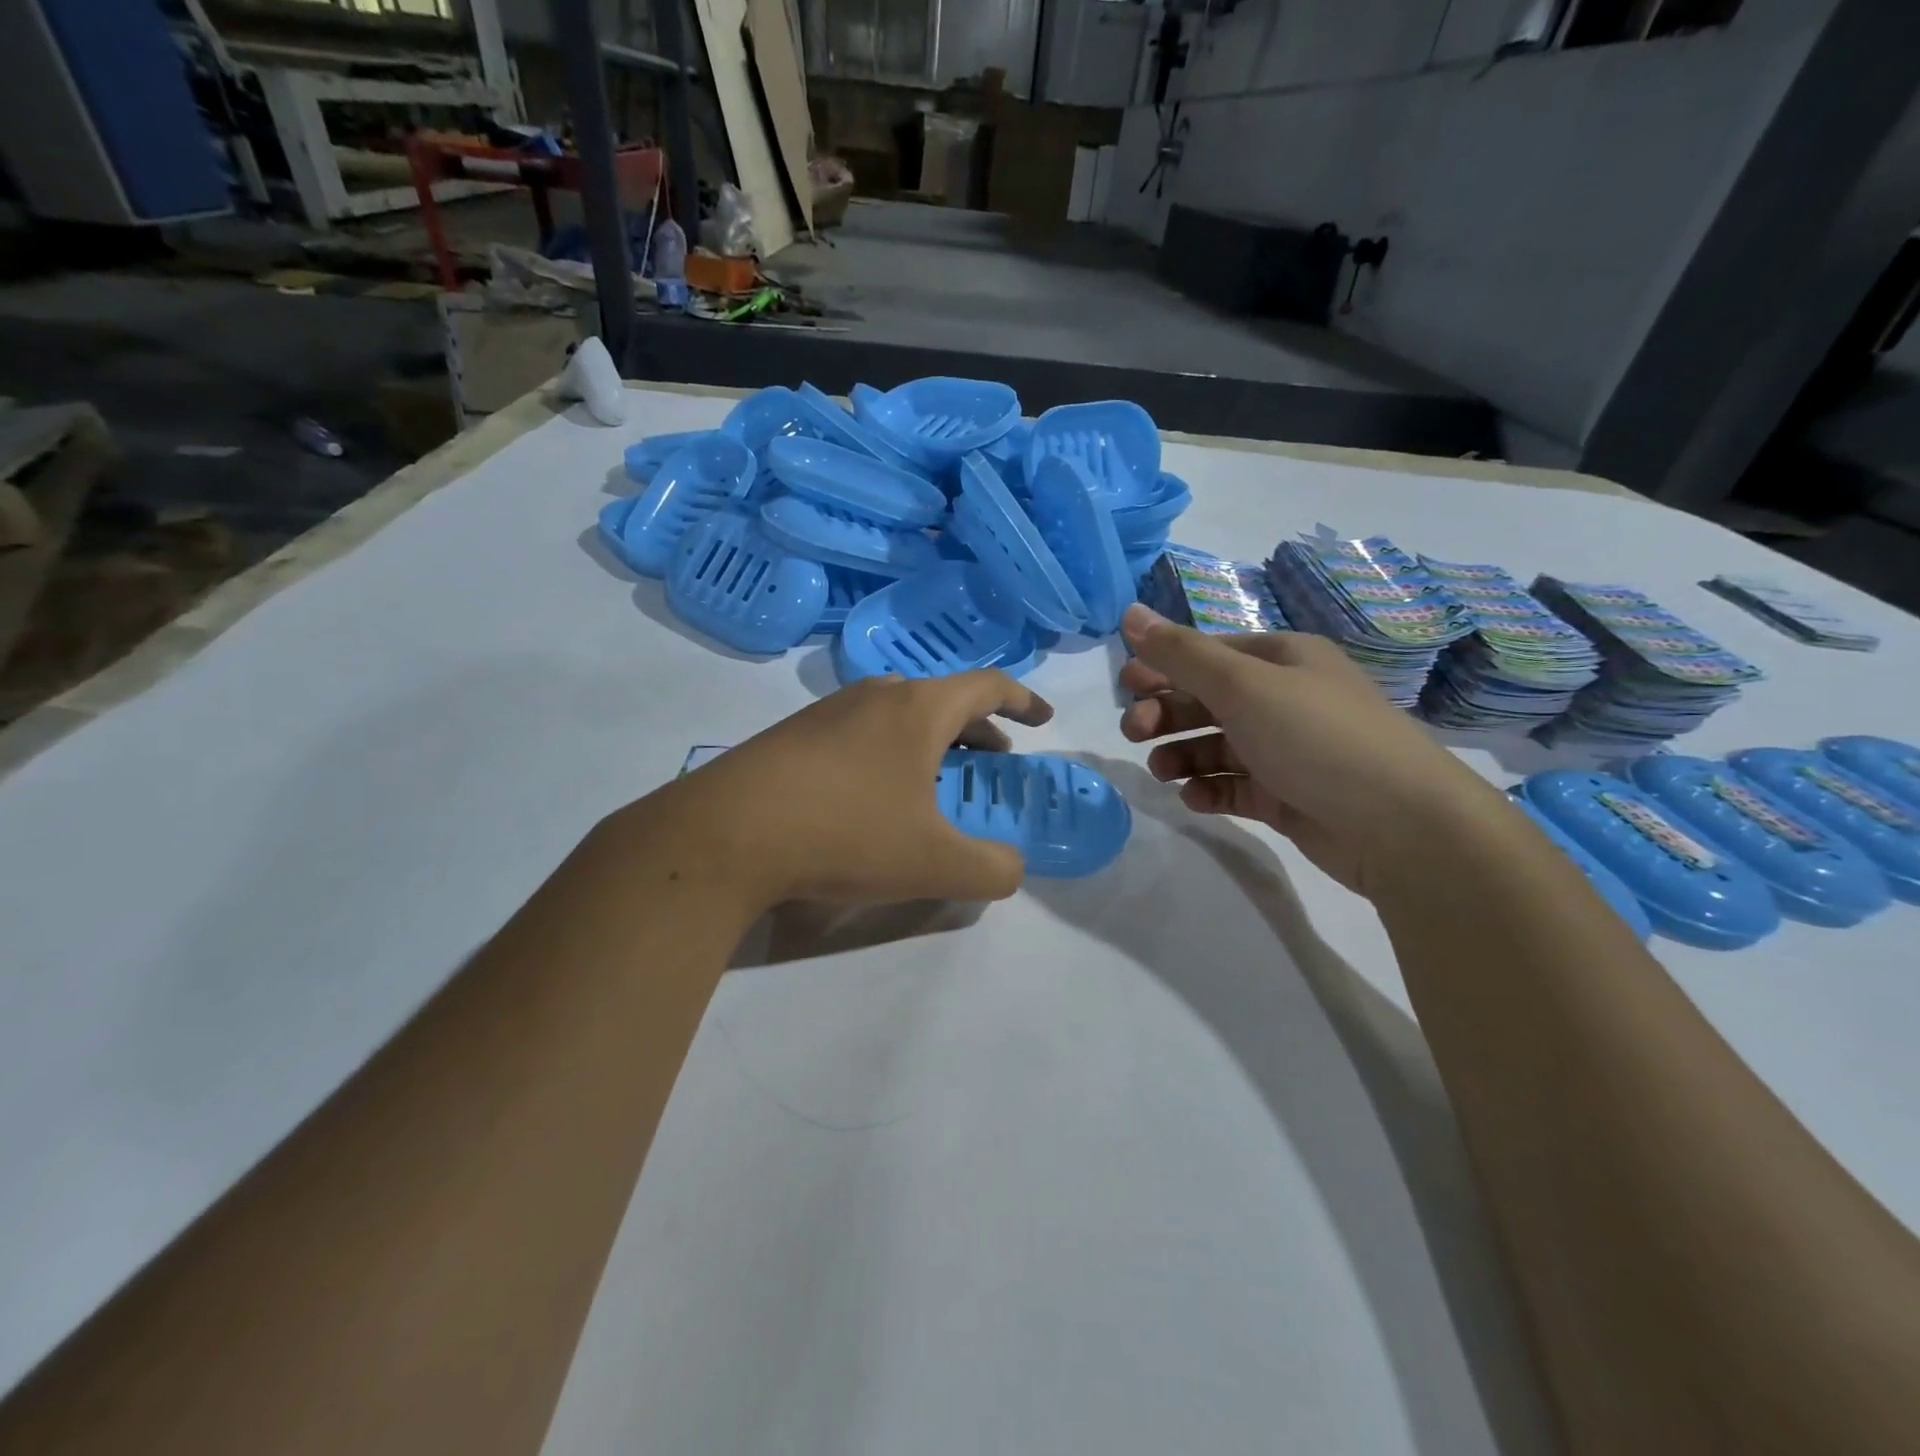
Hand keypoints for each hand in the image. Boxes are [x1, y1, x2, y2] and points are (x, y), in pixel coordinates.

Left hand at [625, 671, 1053, 908]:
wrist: (725, 833)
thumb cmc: (846, 833)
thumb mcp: (934, 864)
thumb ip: (991, 869)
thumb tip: (1011, 869)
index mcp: (918, 709)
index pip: (987, 686)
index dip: (1023, 701)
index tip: (1042, 720)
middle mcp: (874, 696)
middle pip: (942, 700)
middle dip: (978, 730)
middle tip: (993, 763)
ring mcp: (827, 712)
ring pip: (897, 716)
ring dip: (930, 743)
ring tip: (937, 784)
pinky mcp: (792, 736)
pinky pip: (860, 734)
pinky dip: (888, 755)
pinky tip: (874, 799)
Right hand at [1117, 604, 1501, 893]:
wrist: (1400, 825)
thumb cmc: (1316, 737)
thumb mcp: (1242, 685)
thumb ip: (1181, 653)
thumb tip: (1129, 612)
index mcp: (1282, 660)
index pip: (1209, 654)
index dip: (1164, 666)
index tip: (1125, 686)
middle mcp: (1284, 699)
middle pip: (1208, 700)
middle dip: (1167, 713)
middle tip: (1135, 733)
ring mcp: (1286, 750)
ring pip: (1216, 746)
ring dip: (1182, 755)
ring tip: (1163, 773)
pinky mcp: (1286, 796)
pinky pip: (1234, 786)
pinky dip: (1209, 790)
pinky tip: (1195, 799)